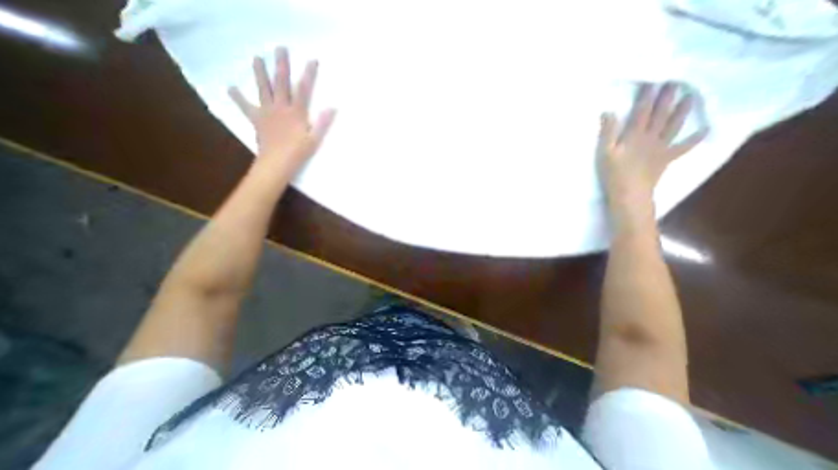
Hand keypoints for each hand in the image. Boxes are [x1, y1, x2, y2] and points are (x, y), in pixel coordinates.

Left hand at [227, 47, 336, 177]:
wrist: (277, 162)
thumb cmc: (299, 153)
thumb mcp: (315, 139)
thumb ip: (323, 123)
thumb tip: (333, 108)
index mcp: (297, 112)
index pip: (304, 89)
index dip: (308, 74)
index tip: (312, 60)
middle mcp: (281, 107)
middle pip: (281, 83)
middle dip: (281, 65)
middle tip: (280, 48)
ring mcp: (267, 112)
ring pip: (263, 88)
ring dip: (260, 72)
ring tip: (257, 58)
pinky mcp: (257, 119)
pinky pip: (245, 106)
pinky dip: (238, 96)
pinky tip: (231, 87)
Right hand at [596, 83, 704, 209]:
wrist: (629, 192)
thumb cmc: (613, 173)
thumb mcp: (604, 153)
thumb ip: (607, 132)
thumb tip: (609, 112)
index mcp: (634, 135)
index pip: (641, 111)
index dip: (647, 96)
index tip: (652, 80)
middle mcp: (651, 137)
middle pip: (660, 114)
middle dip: (666, 98)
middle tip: (675, 81)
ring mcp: (661, 147)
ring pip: (674, 126)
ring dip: (682, 111)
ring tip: (690, 96)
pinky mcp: (666, 158)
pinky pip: (684, 147)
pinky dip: (695, 138)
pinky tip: (705, 130)